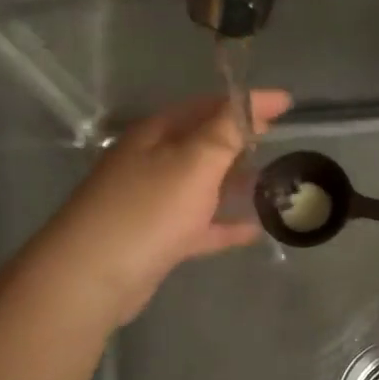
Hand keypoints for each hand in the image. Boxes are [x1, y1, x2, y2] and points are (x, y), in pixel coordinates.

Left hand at [38, 91, 291, 325]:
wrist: (92, 278)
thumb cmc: (147, 210)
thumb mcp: (193, 162)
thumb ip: (225, 131)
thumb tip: (251, 101)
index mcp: (157, 134)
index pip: (208, 106)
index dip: (246, 102)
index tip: (286, 103)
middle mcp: (152, 161)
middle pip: (204, 142)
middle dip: (241, 141)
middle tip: (279, 142)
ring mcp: (152, 201)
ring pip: (202, 184)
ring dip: (236, 183)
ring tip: (275, 184)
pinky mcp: (156, 239)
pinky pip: (199, 224)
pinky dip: (225, 223)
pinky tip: (255, 229)